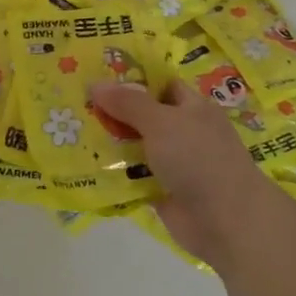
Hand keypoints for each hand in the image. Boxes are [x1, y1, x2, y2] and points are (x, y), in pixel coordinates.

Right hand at [88, 78, 284, 270]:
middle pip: (143, 116)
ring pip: (135, 146)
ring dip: (109, 143)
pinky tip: (83, 165)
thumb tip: (95, 83)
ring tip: (69, 132)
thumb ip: (128, 103)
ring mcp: (173, 163)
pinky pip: (132, 176)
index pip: (160, 84)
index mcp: (192, 107)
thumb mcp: (162, 122)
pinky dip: (113, 173)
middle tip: (73, 103)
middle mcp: (183, 132)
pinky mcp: (161, 190)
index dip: (131, 79)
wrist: (226, 221)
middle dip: (112, 111)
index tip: (96, 75)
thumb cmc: (198, 159)